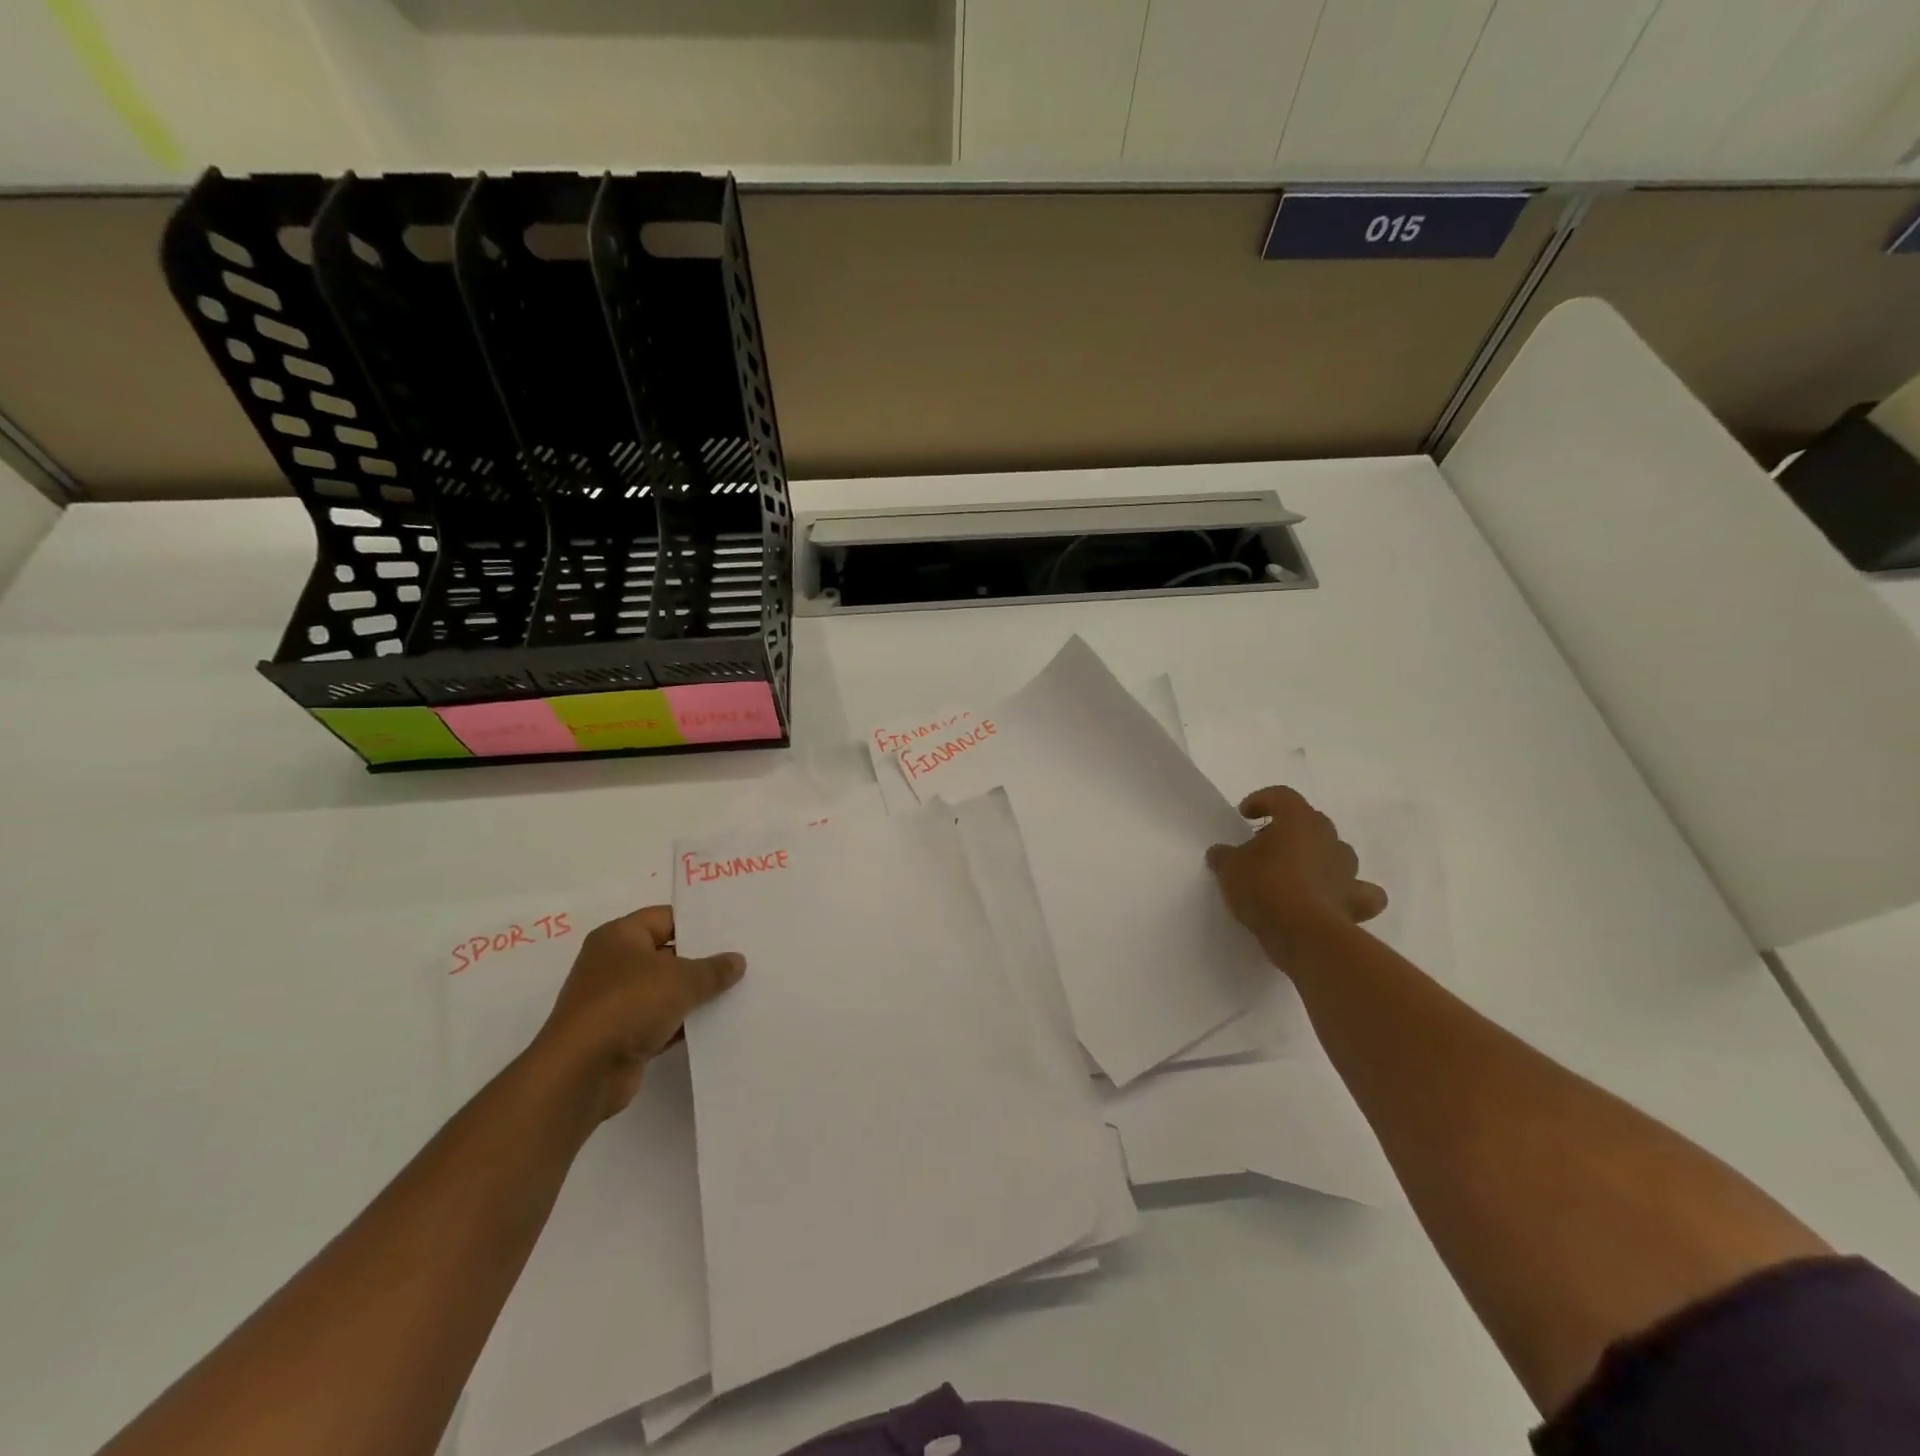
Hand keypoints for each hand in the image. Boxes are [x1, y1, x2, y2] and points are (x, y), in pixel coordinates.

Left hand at [529, 905, 744, 1122]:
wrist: (582, 1072)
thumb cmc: (628, 1005)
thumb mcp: (681, 979)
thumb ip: (713, 969)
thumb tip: (737, 961)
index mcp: (619, 937)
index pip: (665, 918)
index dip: (698, 922)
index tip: (732, 928)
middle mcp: (613, 964)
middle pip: (667, 954)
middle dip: (702, 960)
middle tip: (743, 958)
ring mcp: (615, 1002)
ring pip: (665, 990)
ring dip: (695, 995)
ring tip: (739, 989)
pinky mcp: (621, 1035)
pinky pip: (661, 1021)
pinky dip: (683, 1023)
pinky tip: (716, 1023)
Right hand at [1206, 787, 1387, 965]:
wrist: (1303, 932)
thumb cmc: (1264, 886)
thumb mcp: (1229, 867)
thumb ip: (1224, 855)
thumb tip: (1221, 853)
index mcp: (1298, 820)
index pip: (1281, 796)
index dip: (1262, 801)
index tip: (1245, 815)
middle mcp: (1328, 837)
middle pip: (1309, 822)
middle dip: (1288, 831)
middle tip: (1263, 848)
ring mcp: (1347, 869)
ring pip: (1335, 853)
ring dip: (1316, 859)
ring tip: (1292, 875)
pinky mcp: (1357, 900)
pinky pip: (1359, 891)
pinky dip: (1348, 893)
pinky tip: (1332, 900)